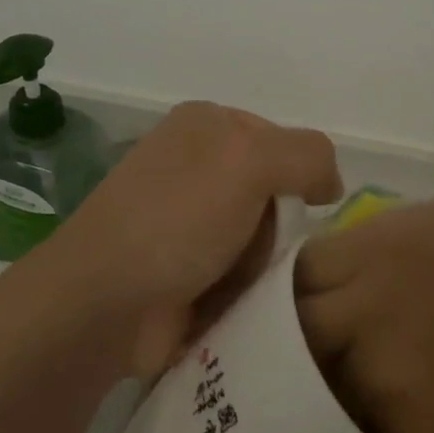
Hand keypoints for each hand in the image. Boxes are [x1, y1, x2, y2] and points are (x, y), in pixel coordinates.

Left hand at [40, 102, 342, 379]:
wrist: (105, 302)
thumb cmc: (177, 219)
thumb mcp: (250, 160)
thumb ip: (307, 155)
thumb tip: (328, 186)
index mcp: (205, 126)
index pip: (284, 141)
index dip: (301, 175)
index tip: (304, 209)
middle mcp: (194, 167)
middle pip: (275, 196)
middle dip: (277, 229)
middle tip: (262, 252)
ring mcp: (185, 222)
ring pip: (262, 242)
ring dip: (262, 268)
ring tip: (242, 287)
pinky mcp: (183, 271)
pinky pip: (240, 278)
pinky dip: (244, 293)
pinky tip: (231, 306)